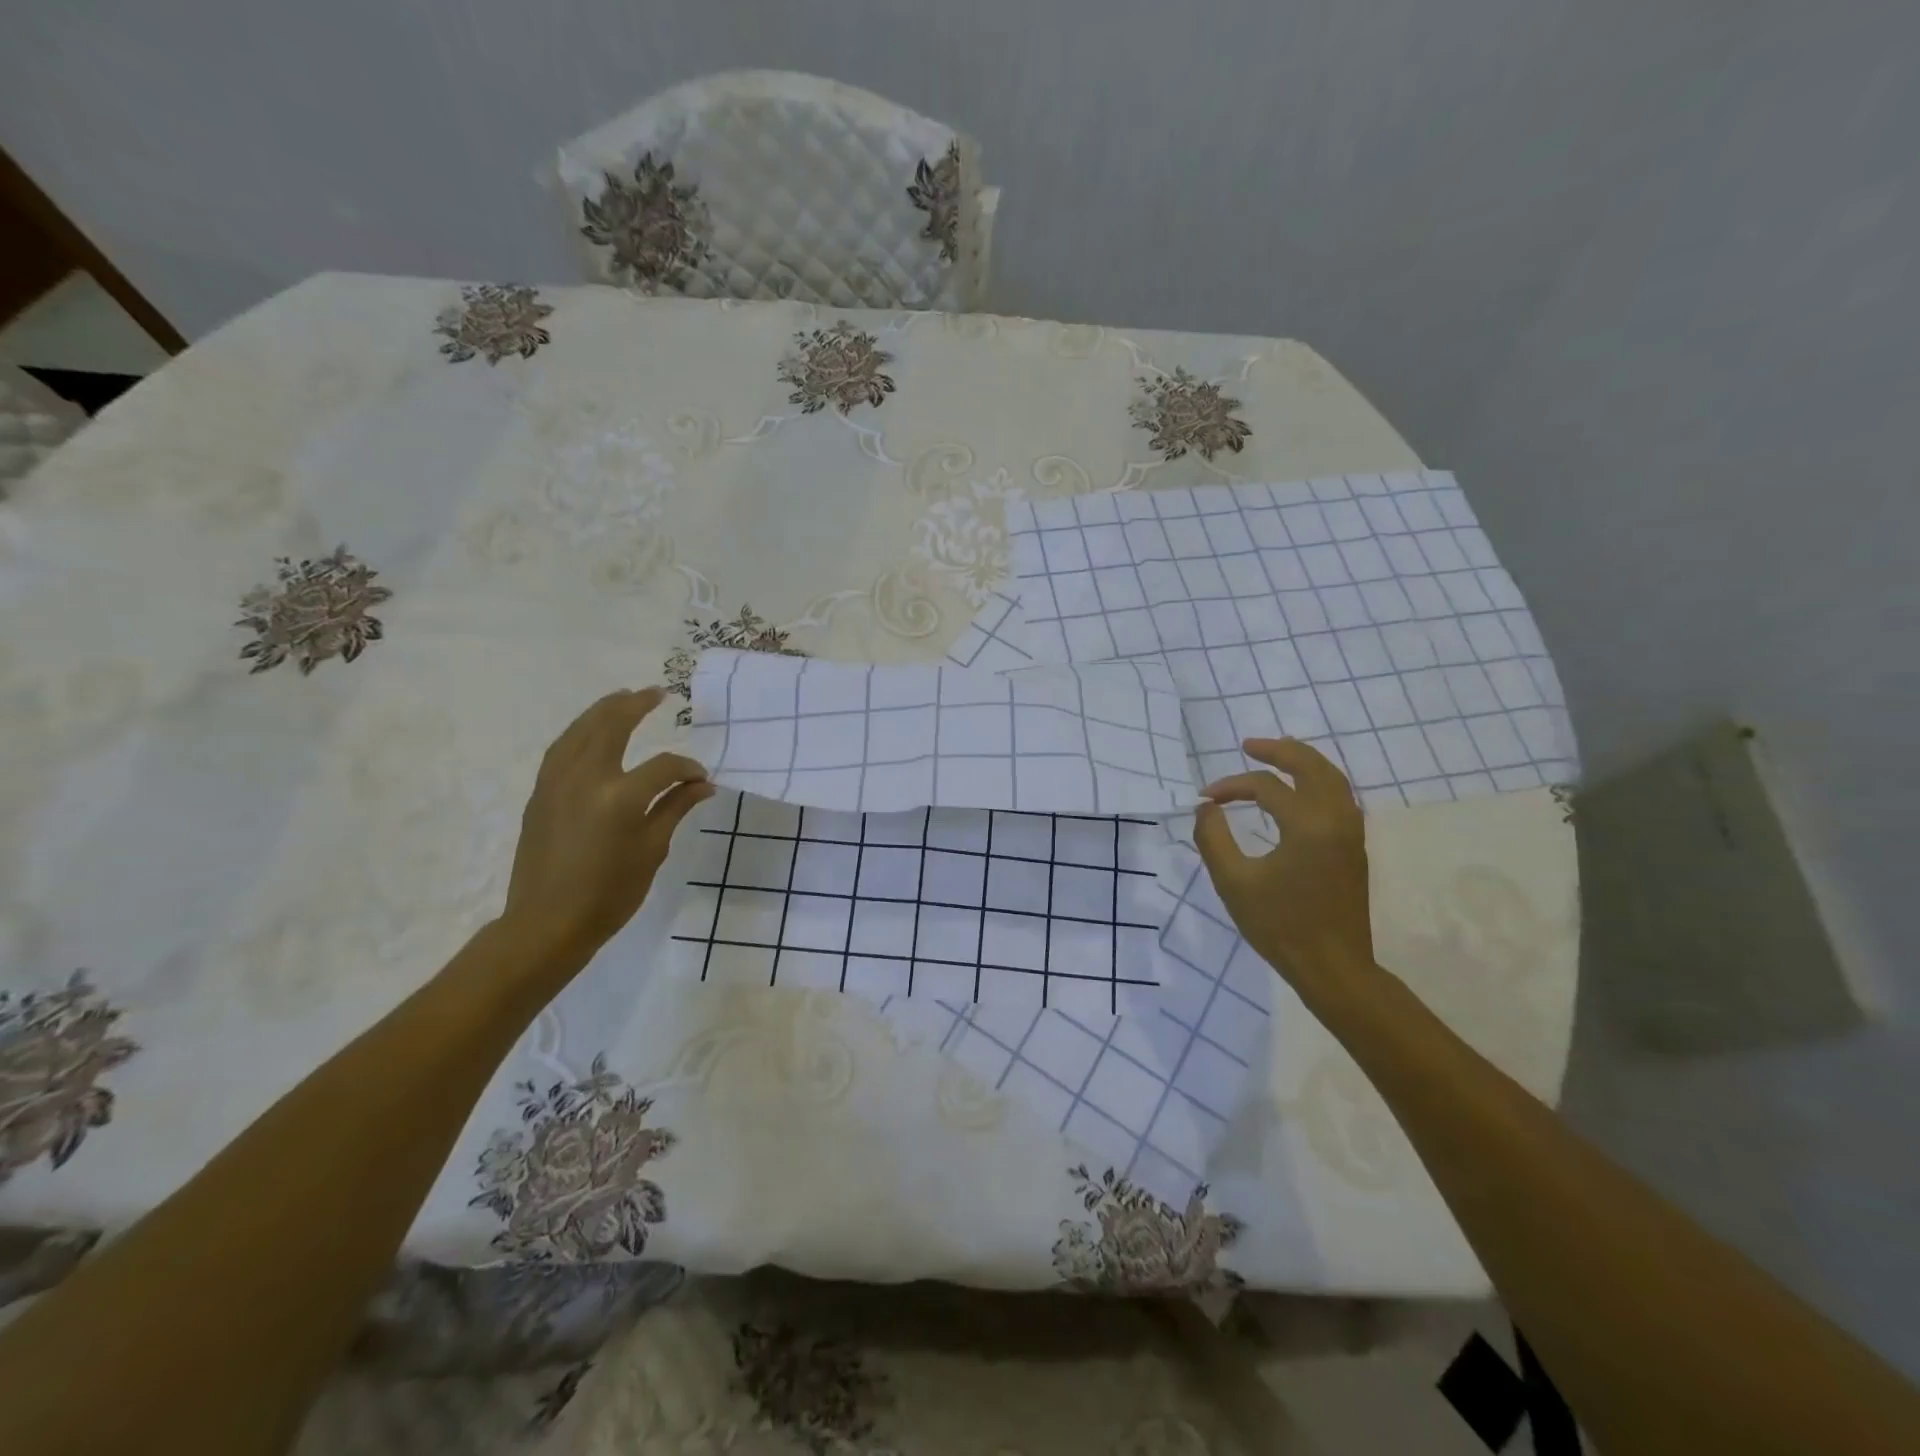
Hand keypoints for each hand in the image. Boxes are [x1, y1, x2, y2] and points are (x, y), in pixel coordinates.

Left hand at [501, 687, 713, 960]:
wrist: (547, 924)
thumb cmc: (609, 895)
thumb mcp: (651, 851)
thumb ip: (675, 809)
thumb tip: (702, 784)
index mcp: (619, 798)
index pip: (663, 767)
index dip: (687, 768)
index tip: (701, 779)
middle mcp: (585, 779)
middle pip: (611, 726)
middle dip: (636, 705)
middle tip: (657, 693)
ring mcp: (556, 783)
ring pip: (580, 730)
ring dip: (603, 710)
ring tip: (623, 697)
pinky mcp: (540, 793)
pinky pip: (561, 748)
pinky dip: (579, 731)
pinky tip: (590, 730)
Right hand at [1194, 738, 1374, 993]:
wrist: (1333, 967)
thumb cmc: (1279, 925)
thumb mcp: (1233, 882)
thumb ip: (1213, 838)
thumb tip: (1206, 808)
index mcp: (1307, 825)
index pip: (1265, 787)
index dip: (1230, 786)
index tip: (1205, 799)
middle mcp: (1336, 819)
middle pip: (1312, 766)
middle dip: (1280, 751)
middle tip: (1250, 745)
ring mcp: (1351, 833)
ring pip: (1333, 779)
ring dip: (1304, 762)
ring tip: (1277, 755)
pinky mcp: (1354, 848)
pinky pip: (1340, 797)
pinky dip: (1319, 781)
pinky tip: (1300, 791)